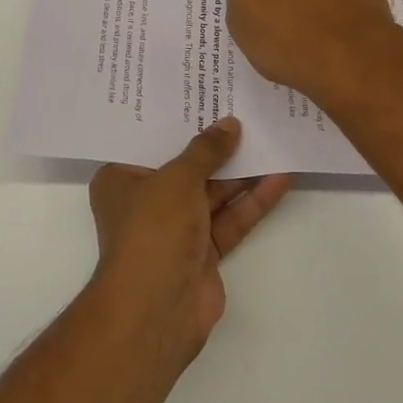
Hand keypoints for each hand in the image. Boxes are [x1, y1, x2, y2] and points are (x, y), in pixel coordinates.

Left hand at [89, 118, 290, 359]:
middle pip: (187, 165)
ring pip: (214, 191)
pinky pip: (230, 218)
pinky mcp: (203, 251)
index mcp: (121, 179)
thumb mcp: (177, 178)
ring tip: (273, 137)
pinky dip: (253, 200)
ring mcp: (176, 228)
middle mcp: (146, 201)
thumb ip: (206, 150)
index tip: (202, 93)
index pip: (150, 141)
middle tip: (248, 110)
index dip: (177, 118)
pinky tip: (281, 176)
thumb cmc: (153, 229)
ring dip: (242, 170)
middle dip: (217, 143)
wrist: (157, 309)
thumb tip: (230, 124)